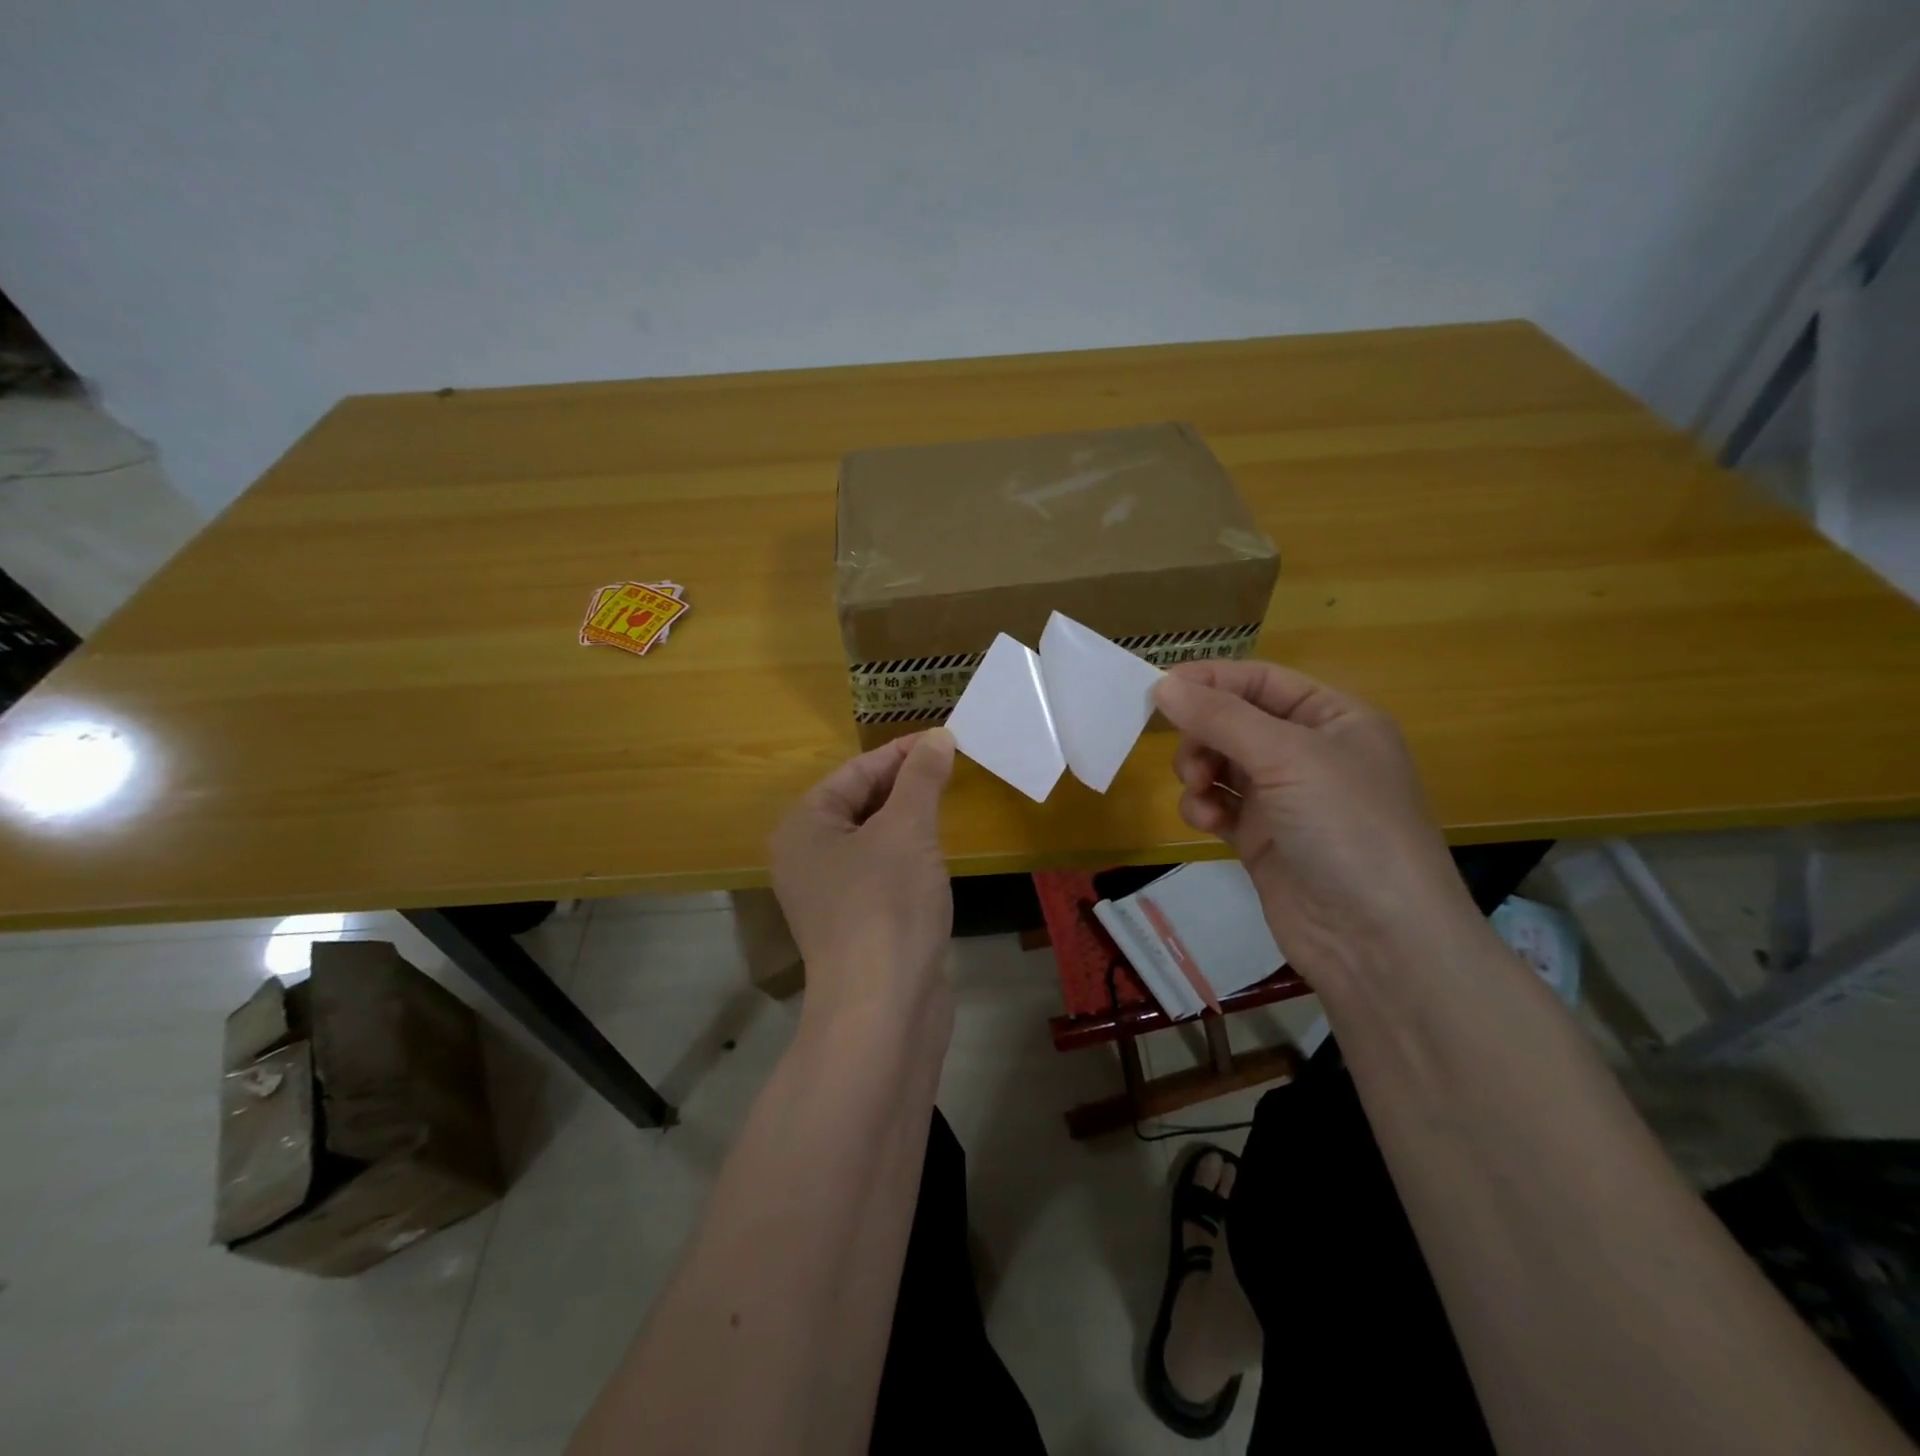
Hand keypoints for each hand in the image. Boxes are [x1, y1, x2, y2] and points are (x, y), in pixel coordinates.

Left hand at [769, 728, 956, 1028]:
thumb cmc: (886, 904)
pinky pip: (883, 870)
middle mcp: (808, 856)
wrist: (883, 1008)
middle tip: (953, 765)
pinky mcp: (857, 921)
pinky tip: (936, 849)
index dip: (901, 752)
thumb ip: (922, 778)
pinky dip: (909, 852)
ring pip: (874, 837)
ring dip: (909, 817)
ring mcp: (831, 893)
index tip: (945, 738)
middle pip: (861, 802)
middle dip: (906, 784)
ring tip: (949, 797)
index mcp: (804, 826)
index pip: (855, 772)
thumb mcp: (907, 829)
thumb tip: (939, 737)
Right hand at [1151, 661, 1477, 986]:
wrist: (1377, 940)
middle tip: (1189, 760)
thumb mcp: (1287, 757)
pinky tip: (1208, 825)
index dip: (1211, 681)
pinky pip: (1220, 805)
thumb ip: (1221, 718)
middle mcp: (1311, 753)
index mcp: (1335, 719)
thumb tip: (1162, 686)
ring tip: (1199, 793)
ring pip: (1221, 764)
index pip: (1261, 681)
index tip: (1159, 690)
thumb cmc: (1346, 827)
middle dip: (1203, 736)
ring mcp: (1286, 798)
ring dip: (1199, 773)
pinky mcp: (1263, 838)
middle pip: (1235, 722)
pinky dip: (1205, 809)